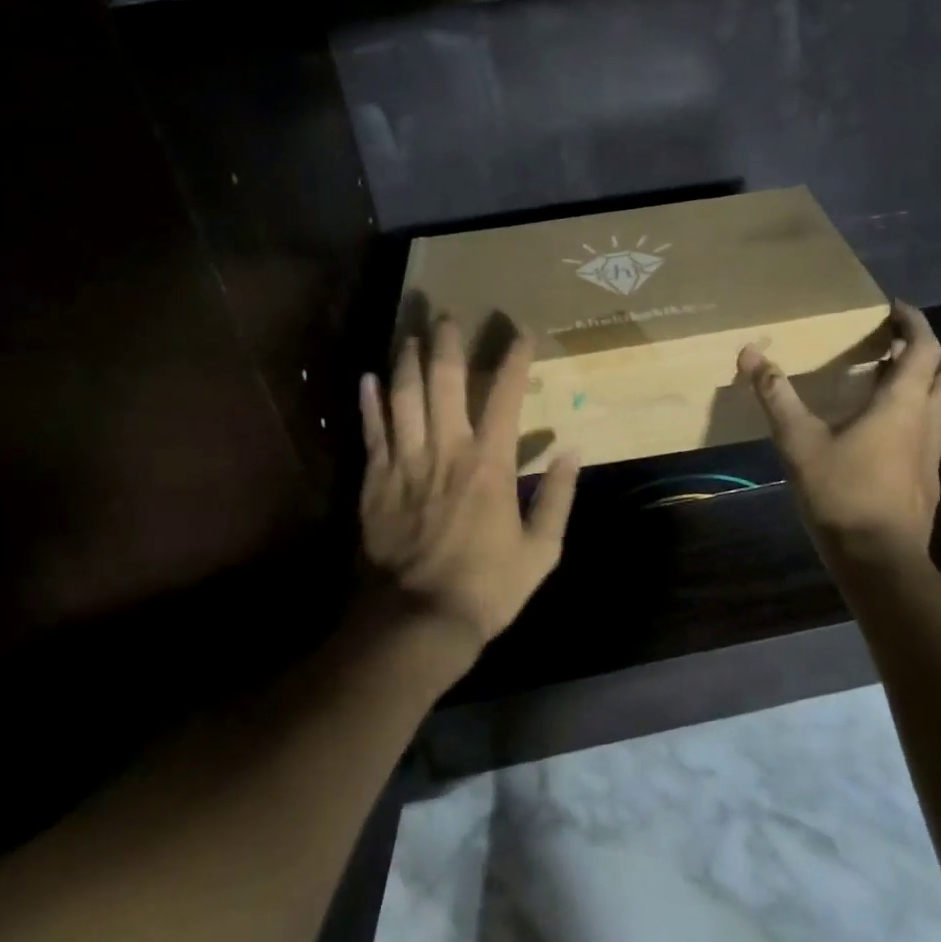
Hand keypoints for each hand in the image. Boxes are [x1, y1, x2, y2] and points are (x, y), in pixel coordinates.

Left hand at [358, 318, 579, 662]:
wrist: (416, 624)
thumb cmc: (486, 589)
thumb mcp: (541, 552)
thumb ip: (559, 498)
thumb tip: (572, 452)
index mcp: (490, 464)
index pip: (507, 396)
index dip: (516, 359)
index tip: (522, 333)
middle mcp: (447, 450)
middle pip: (445, 382)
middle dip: (448, 344)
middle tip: (448, 317)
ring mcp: (406, 464)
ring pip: (404, 398)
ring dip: (407, 362)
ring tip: (411, 335)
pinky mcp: (376, 482)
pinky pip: (372, 432)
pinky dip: (369, 403)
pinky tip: (368, 378)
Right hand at [739, 300, 940, 566]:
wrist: (880, 564)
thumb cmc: (843, 494)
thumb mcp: (799, 441)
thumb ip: (776, 395)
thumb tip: (750, 353)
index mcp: (904, 405)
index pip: (926, 349)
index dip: (915, 323)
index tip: (894, 308)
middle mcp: (928, 424)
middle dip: (930, 354)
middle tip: (894, 348)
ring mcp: (932, 456)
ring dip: (924, 387)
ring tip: (883, 384)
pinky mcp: (926, 482)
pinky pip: (929, 434)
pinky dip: (914, 419)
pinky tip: (877, 433)